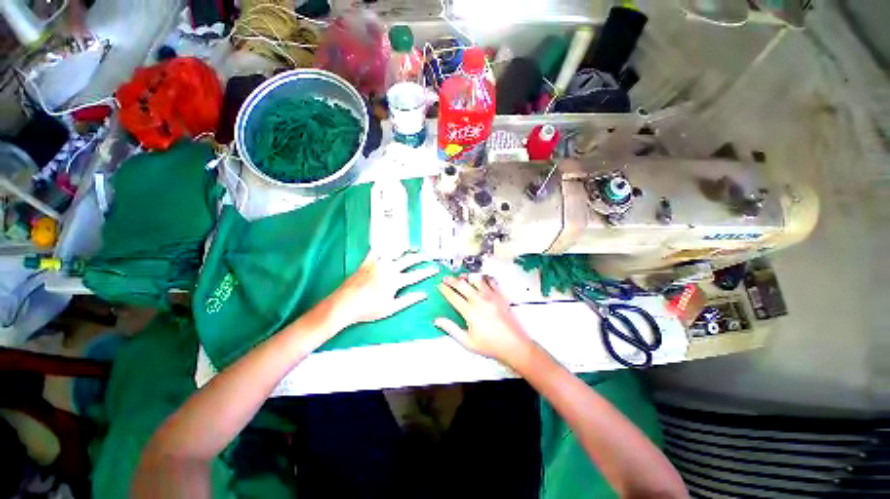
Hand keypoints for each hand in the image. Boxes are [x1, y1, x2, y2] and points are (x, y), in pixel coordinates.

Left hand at [325, 252, 438, 330]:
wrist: (344, 304)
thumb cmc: (368, 309)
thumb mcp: (391, 308)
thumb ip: (408, 300)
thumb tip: (423, 294)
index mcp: (396, 280)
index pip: (416, 275)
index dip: (427, 272)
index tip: (435, 269)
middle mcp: (389, 268)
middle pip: (408, 260)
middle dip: (420, 257)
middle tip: (428, 256)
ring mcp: (377, 263)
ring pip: (394, 252)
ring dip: (404, 249)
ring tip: (411, 247)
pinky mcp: (366, 262)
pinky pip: (375, 251)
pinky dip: (381, 248)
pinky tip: (385, 246)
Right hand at [436, 274, 535, 367]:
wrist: (514, 345)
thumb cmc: (490, 345)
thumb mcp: (467, 342)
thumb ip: (451, 329)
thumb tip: (437, 320)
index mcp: (470, 312)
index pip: (453, 296)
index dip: (444, 290)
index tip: (439, 285)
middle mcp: (480, 300)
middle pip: (462, 285)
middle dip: (451, 280)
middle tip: (445, 278)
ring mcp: (491, 296)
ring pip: (476, 280)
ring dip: (467, 277)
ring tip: (461, 277)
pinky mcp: (500, 296)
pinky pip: (491, 281)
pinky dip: (484, 278)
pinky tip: (481, 279)